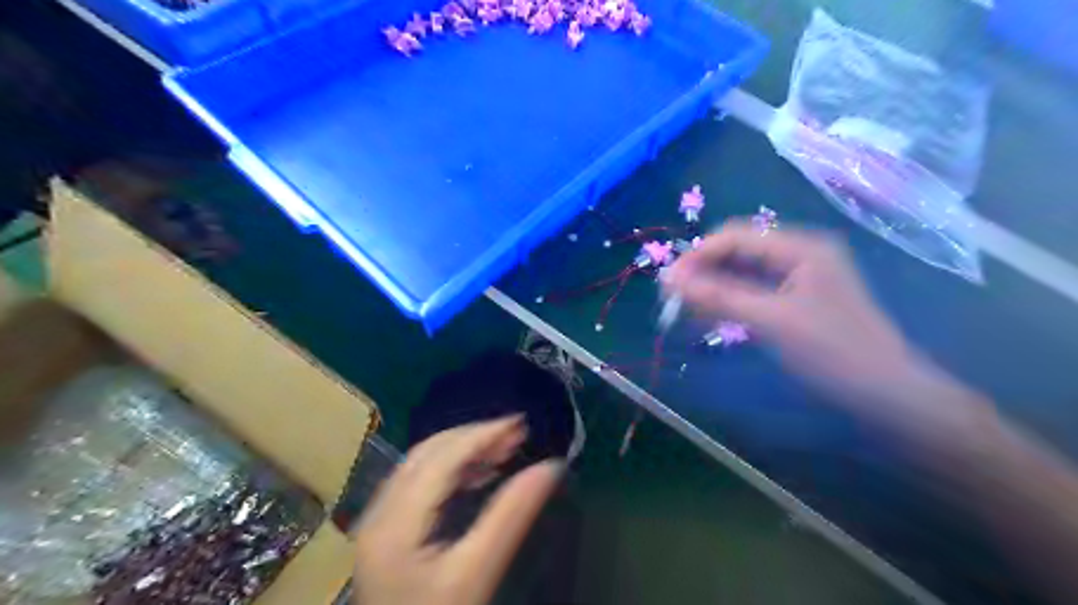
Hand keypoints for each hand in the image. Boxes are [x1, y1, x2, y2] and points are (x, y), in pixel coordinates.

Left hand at [355, 419, 563, 604]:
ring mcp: (378, 520)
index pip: (441, 458)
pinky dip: (450, 468)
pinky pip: (418, 481)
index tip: (521, 424)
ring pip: (421, 463)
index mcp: (396, 522)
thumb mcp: (477, 573)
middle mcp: (379, 511)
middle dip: (473, 436)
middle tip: (516, 433)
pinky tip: (478, 473)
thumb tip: (551, 467)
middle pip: (427, 453)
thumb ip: (512, 516)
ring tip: (503, 448)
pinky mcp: (386, 530)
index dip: (482, 434)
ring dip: (463, 449)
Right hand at [666, 223, 926, 419]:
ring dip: (714, 286)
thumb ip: (718, 297)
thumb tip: (669, 279)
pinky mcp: (796, 299)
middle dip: (704, 270)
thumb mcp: (771, 321)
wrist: (887, 395)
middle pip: (739, 251)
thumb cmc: (834, 352)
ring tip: (686, 308)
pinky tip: (710, 314)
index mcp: (801, 247)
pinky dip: (730, 300)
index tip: (668, 281)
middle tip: (674, 297)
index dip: (699, 254)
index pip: (736, 236)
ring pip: (743, 271)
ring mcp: (799, 277)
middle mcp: (800, 254)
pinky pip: (753, 290)